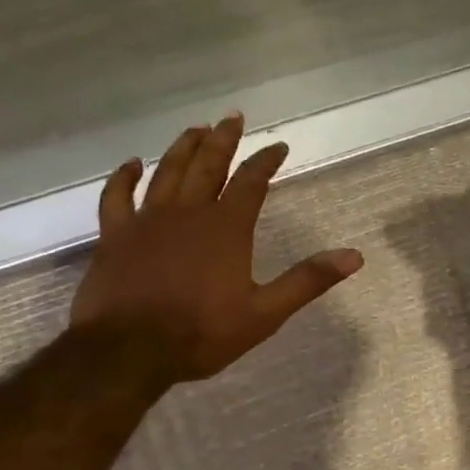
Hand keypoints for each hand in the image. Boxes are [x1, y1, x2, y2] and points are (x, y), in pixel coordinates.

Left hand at [69, 114, 363, 385]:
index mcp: (226, 228)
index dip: (266, 161)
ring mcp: (147, 221)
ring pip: (167, 172)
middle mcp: (188, 213)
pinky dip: (123, 178)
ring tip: (196, 129)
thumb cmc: (201, 333)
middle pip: (208, 165)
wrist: (128, 352)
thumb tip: (354, 256)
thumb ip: (308, 280)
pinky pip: (117, 197)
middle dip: (223, 140)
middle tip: (233, 117)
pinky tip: (132, 164)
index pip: (252, 182)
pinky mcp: (115, 235)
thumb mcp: (265, 313)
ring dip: (183, 148)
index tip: (279, 147)